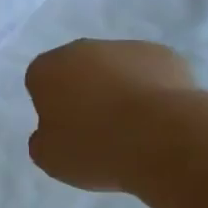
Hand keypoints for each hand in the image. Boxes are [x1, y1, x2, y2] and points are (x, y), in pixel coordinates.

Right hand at [25, 40, 195, 191]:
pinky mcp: (166, 55)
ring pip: (116, 69)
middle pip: (78, 70)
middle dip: (86, 93)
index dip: (52, 107)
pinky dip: (154, 91)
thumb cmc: (96, 148)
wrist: (165, 140)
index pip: (40, 82)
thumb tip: (52, 132)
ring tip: (137, 129)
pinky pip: (151, 73)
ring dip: (121, 90)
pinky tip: (163, 119)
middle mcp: (82, 49)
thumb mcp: (50, 159)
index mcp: (46, 69)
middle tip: (100, 130)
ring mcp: (126, 48)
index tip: (67, 132)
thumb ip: (43, 140)